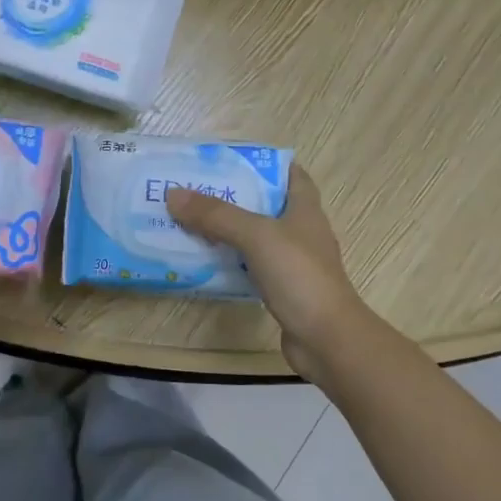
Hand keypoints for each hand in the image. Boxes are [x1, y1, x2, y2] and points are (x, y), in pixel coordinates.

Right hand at [165, 166, 368, 376]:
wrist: (326, 338)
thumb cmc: (299, 276)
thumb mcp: (256, 235)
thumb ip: (216, 215)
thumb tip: (173, 194)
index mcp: (305, 209)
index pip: (291, 174)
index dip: (264, 164)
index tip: (228, 161)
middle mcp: (301, 232)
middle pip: (265, 206)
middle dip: (233, 197)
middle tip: (194, 191)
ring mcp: (293, 263)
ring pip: (255, 239)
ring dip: (227, 232)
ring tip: (189, 222)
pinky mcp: (282, 290)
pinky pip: (250, 267)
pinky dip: (229, 262)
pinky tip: (203, 262)